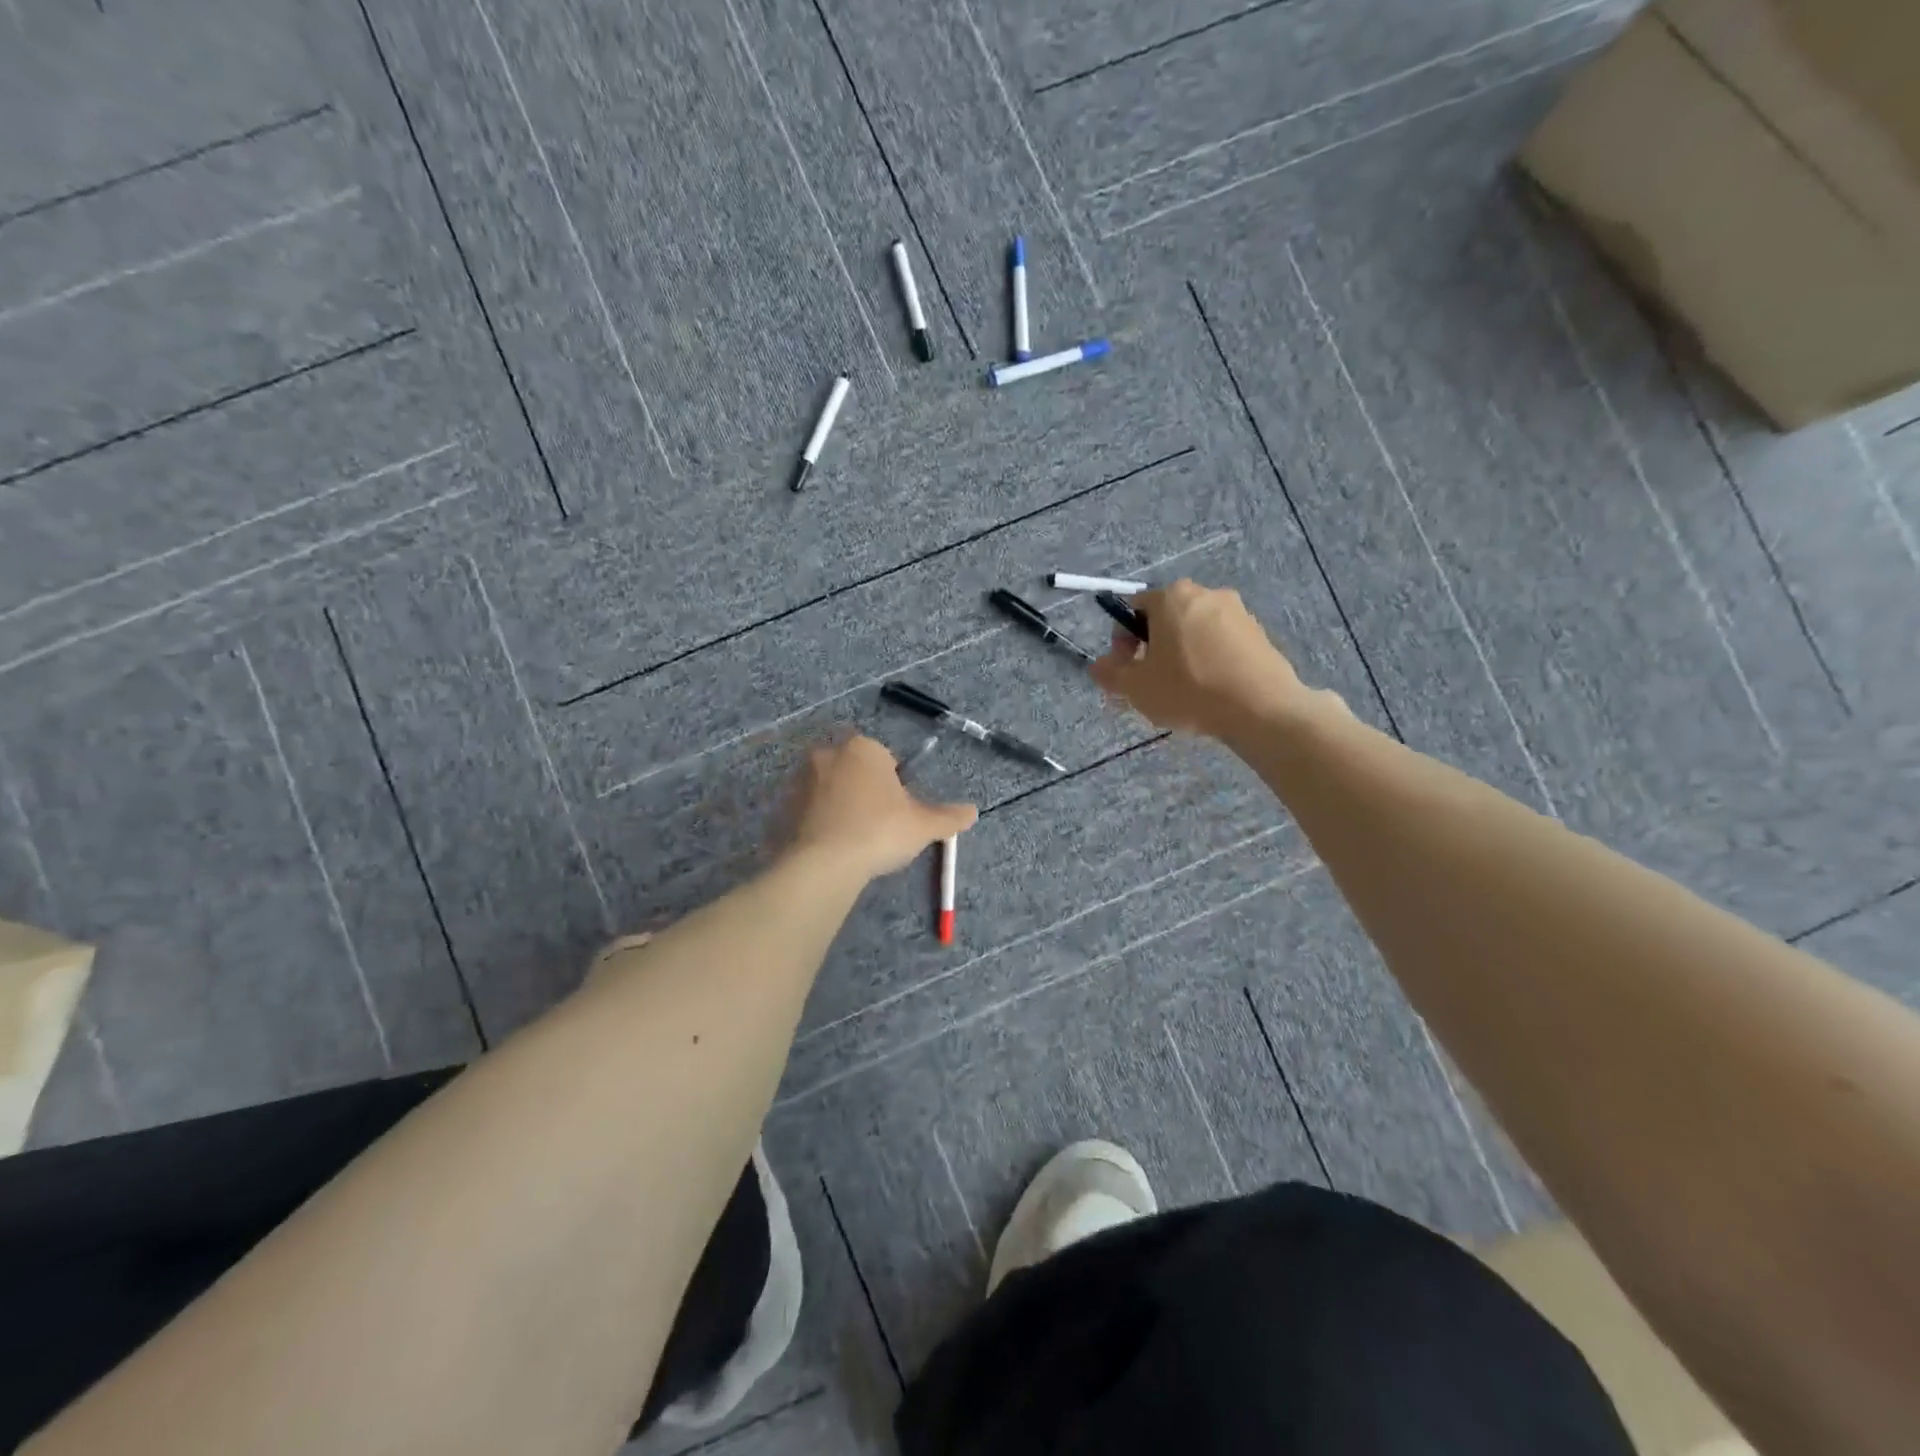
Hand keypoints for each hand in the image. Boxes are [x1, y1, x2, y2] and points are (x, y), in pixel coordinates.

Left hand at [783, 735, 976, 880]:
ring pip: (828, 789)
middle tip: (877, 825)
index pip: (885, 758)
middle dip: (864, 791)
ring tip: (852, 841)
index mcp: (863, 748)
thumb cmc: (879, 831)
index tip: (897, 811)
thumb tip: (972, 812)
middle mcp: (827, 754)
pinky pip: (807, 811)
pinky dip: (817, 824)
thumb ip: (948, 817)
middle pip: (853, 769)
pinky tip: (830, 849)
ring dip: (839, 806)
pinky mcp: (781, 806)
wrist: (823, 863)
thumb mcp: (923, 826)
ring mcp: (800, 779)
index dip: (894, 785)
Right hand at [1089, 580, 1320, 738]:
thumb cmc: (1189, 689)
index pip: (1133, 609)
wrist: (1262, 708)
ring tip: (1183, 690)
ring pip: (1195, 631)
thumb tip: (1100, 666)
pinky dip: (1210, 660)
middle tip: (1151, 682)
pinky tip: (1211, 690)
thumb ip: (1110, 673)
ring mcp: (1237, 611)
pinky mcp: (1259, 633)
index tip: (1127, 669)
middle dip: (1153, 647)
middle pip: (1166, 618)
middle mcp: (1206, 593)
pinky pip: (1222, 643)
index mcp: (1171, 597)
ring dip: (1182, 654)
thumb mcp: (1136, 688)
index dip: (1122, 641)